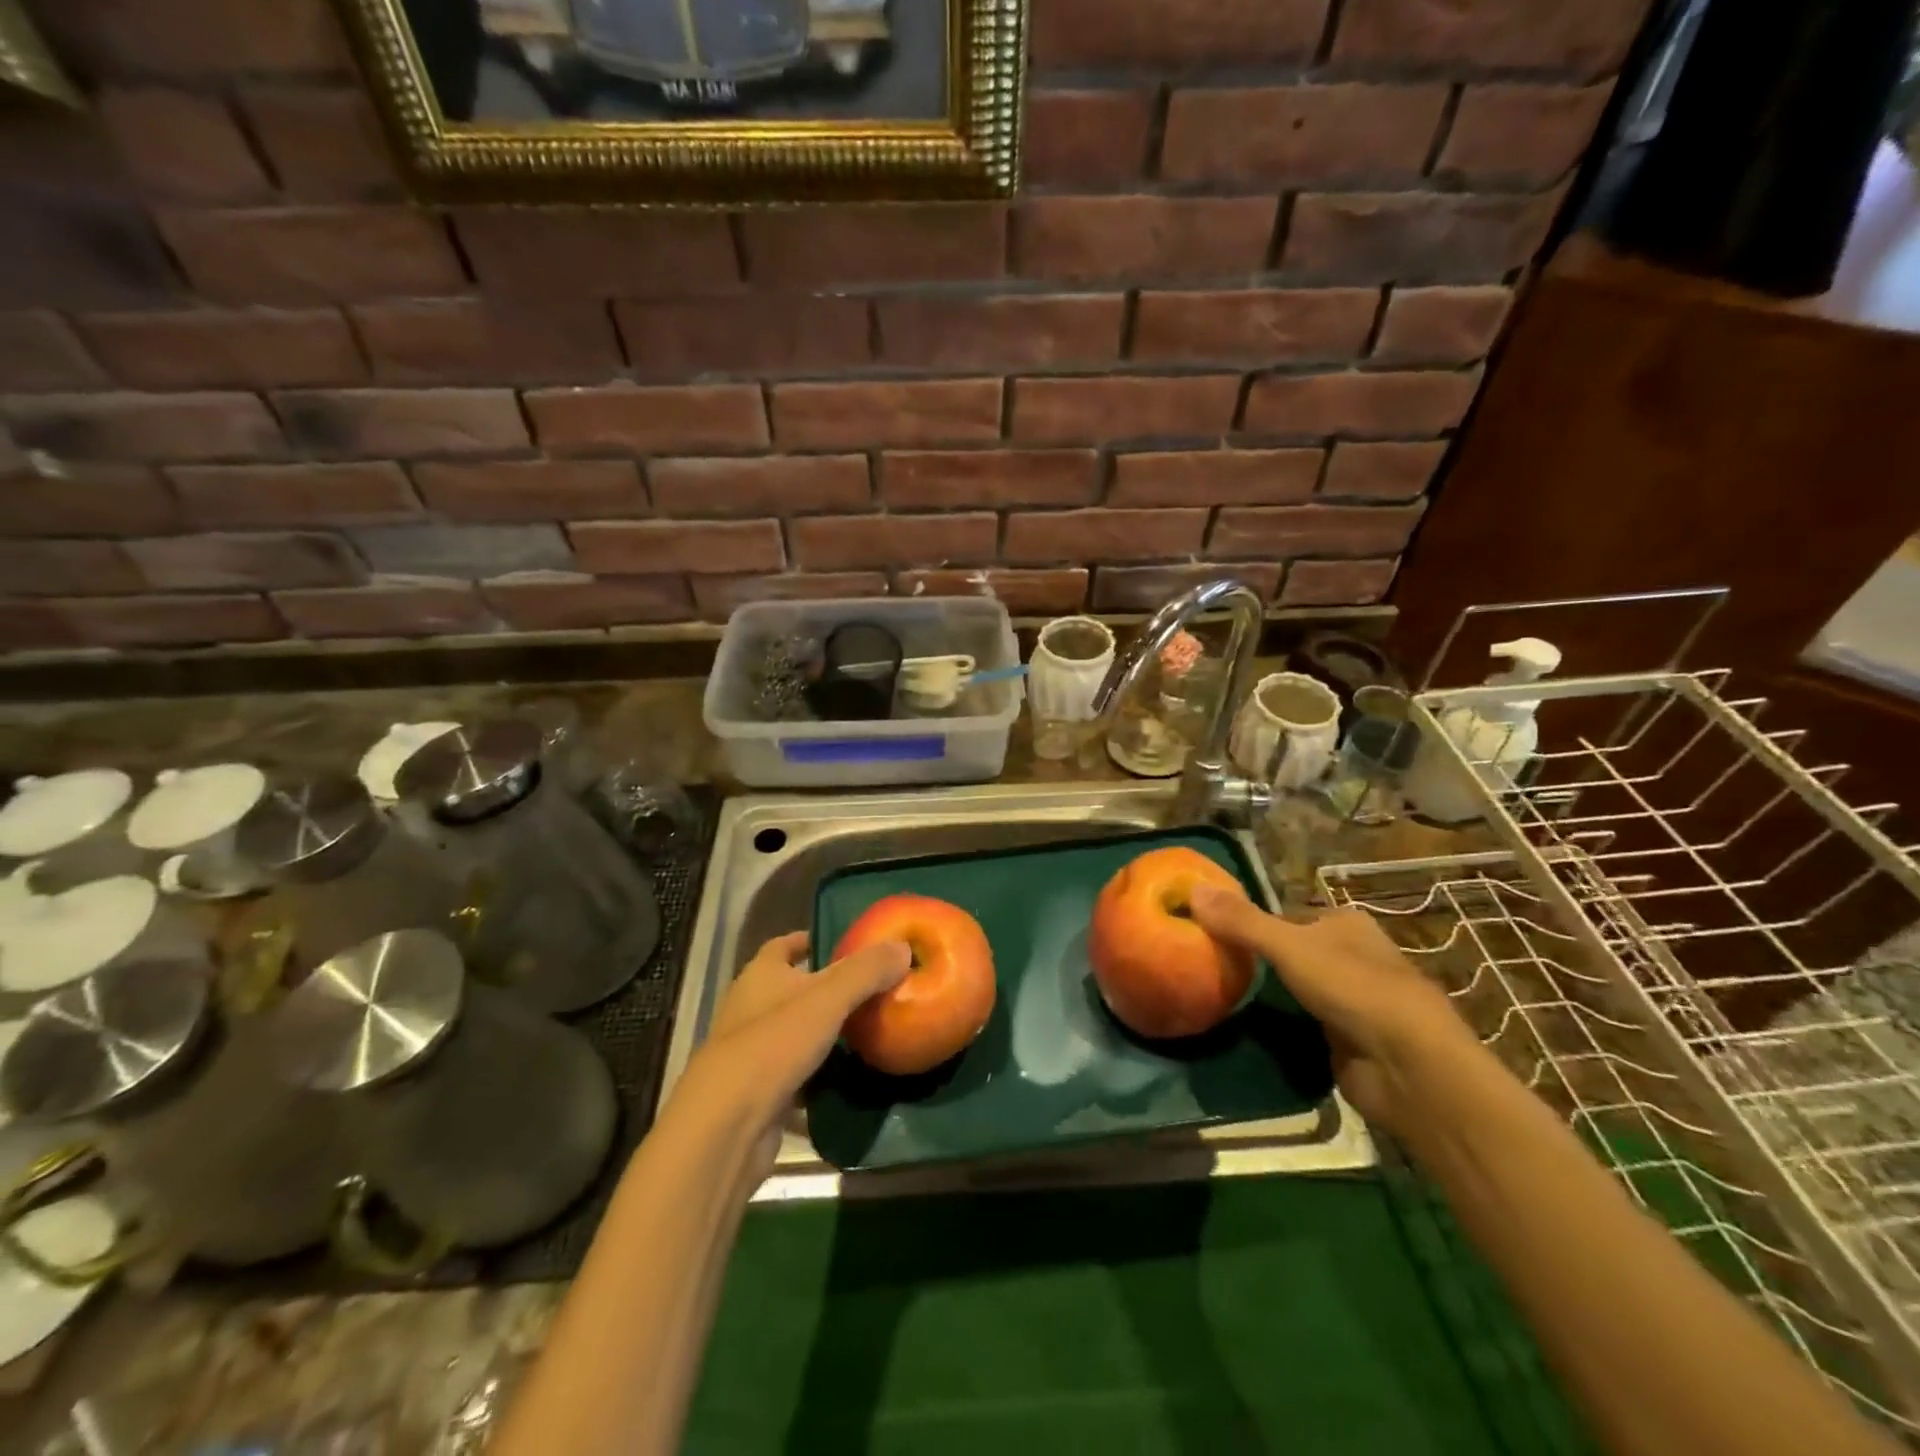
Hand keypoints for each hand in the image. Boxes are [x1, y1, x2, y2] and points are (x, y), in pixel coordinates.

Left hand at [670, 931, 910, 1174]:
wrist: (728, 1125)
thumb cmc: (774, 1044)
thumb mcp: (829, 998)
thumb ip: (866, 971)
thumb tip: (903, 947)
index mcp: (760, 975)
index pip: (784, 945)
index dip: (810, 940)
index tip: (844, 943)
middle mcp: (750, 1008)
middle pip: (790, 989)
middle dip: (825, 988)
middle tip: (871, 988)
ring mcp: (750, 1052)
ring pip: (793, 1033)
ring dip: (822, 1033)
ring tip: (868, 1031)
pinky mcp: (757, 1092)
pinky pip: (794, 1075)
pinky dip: (817, 1075)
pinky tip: (848, 1079)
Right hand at [1189, 884, 1481, 1134]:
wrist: (1408, 1067)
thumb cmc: (1353, 988)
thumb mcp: (1289, 946)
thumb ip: (1241, 921)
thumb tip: (1192, 890)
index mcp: (1346, 923)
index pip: (1287, 914)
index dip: (1251, 922)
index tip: (1211, 933)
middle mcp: (1353, 955)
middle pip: (1291, 951)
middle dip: (1258, 959)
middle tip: (1209, 966)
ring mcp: (1353, 999)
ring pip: (1297, 988)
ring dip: (1269, 994)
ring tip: (1219, 995)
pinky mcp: (1350, 1039)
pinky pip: (1304, 1023)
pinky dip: (1282, 1025)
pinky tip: (1250, 1028)